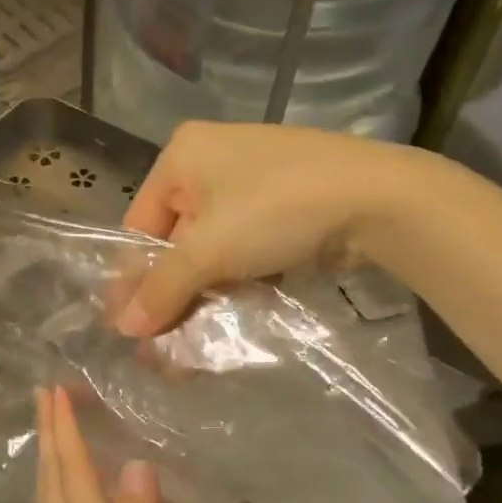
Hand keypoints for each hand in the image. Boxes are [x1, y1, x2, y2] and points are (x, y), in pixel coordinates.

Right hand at [116, 121, 417, 334]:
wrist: (378, 199)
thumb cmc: (274, 210)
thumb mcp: (209, 250)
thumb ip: (163, 289)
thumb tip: (123, 328)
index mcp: (183, 155)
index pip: (140, 224)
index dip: (134, 279)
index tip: (132, 328)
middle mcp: (212, 161)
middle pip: (177, 240)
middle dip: (173, 295)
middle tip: (164, 348)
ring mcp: (253, 182)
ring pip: (214, 249)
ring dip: (206, 298)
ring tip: (197, 347)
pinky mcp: (285, 206)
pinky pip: (246, 248)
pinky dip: (239, 283)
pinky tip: (234, 322)